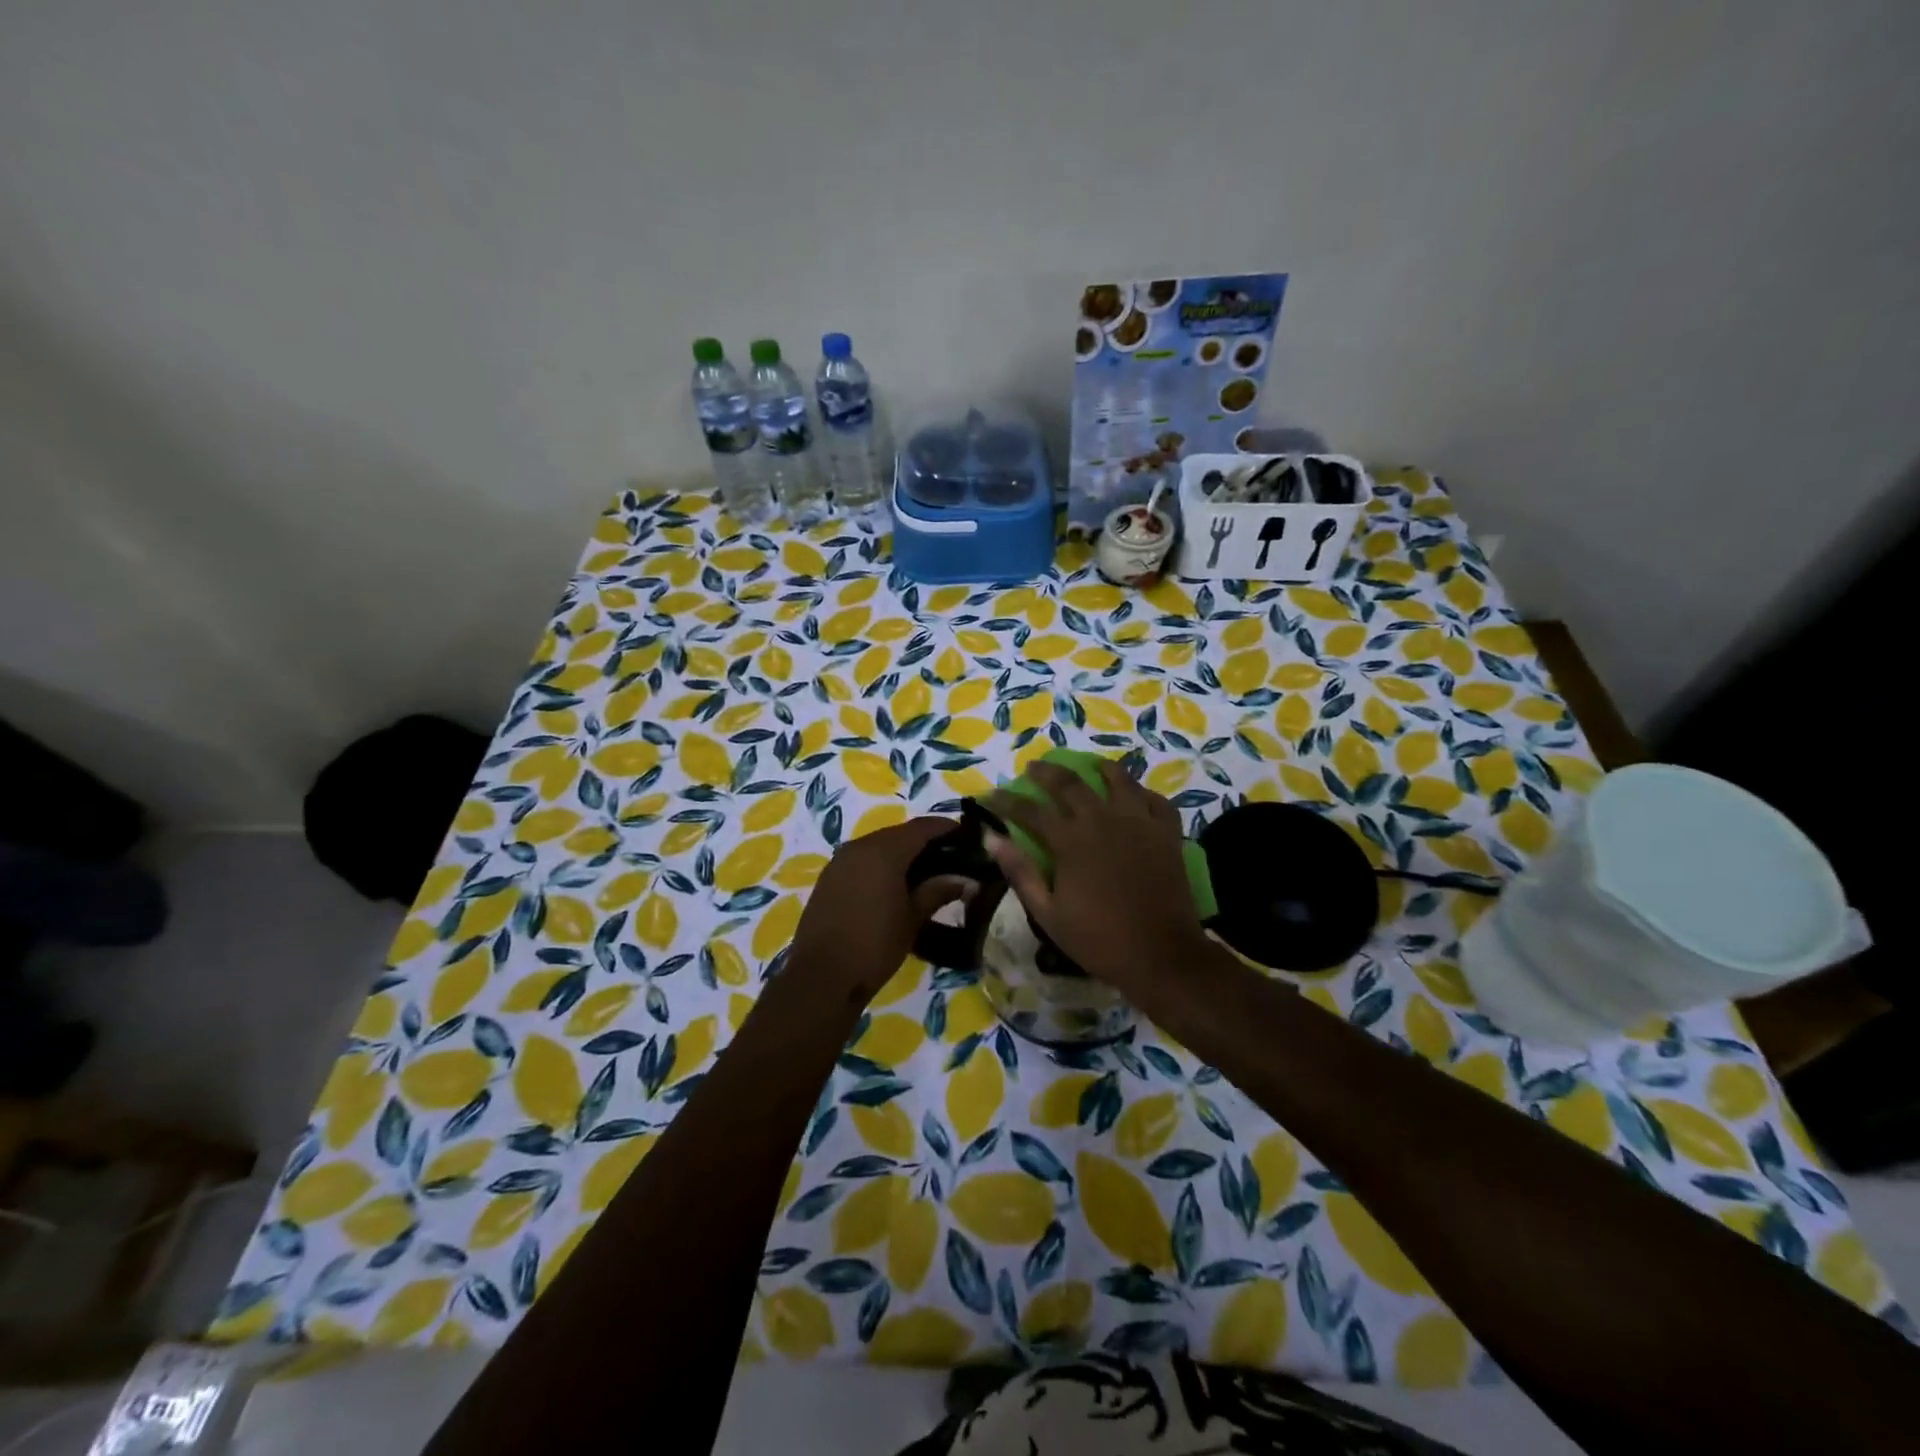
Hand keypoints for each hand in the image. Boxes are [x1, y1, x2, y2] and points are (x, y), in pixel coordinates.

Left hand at [785, 816, 966, 1003]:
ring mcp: (840, 861)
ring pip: (878, 846)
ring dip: (901, 853)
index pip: (922, 827)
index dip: (946, 828)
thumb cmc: (875, 945)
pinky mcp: (828, 878)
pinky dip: (881, 865)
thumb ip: (938, 891)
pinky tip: (894, 885)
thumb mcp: (913, 918)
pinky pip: (862, 860)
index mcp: (884, 851)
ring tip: (925, 874)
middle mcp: (860, 846)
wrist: (822, 977)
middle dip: (925, 842)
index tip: (967, 837)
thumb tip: (967, 881)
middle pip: (899, 833)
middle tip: (950, 859)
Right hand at [984, 760, 1211, 996]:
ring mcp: (1139, 823)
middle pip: (1070, 784)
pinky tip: (1137, 796)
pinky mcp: (1167, 833)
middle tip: (1033, 767)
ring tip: (1091, 765)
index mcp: (1070, 841)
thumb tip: (991, 838)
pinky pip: (1156, 801)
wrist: (1162, 956)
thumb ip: (1020, 871)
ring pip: (1118, 780)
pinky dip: (1144, 793)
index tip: (990, 794)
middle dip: (1046, 772)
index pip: (1029, 810)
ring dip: (1099, 768)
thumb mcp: (1048, 913)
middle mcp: (1102, 820)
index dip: (1006, 800)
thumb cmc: (1099, 939)